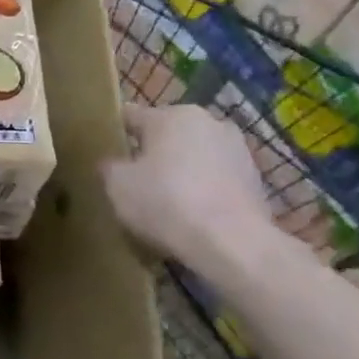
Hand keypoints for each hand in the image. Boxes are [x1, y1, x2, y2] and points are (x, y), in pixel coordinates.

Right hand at [100, 105, 272, 268]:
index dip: (113, 132)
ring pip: (195, 156)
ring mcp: (238, 150)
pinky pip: (216, 179)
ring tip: (164, 202)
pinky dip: (203, 191)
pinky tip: (191, 216)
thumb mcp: (116, 185)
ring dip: (180, 171)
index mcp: (172, 115)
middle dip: (151, 153)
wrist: (232, 243)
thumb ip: (109, 167)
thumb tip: (112, 163)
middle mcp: (209, 122)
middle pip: (166, 134)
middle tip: (133, 181)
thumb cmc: (165, 202)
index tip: (103, 152)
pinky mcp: (256, 180)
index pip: (130, 115)